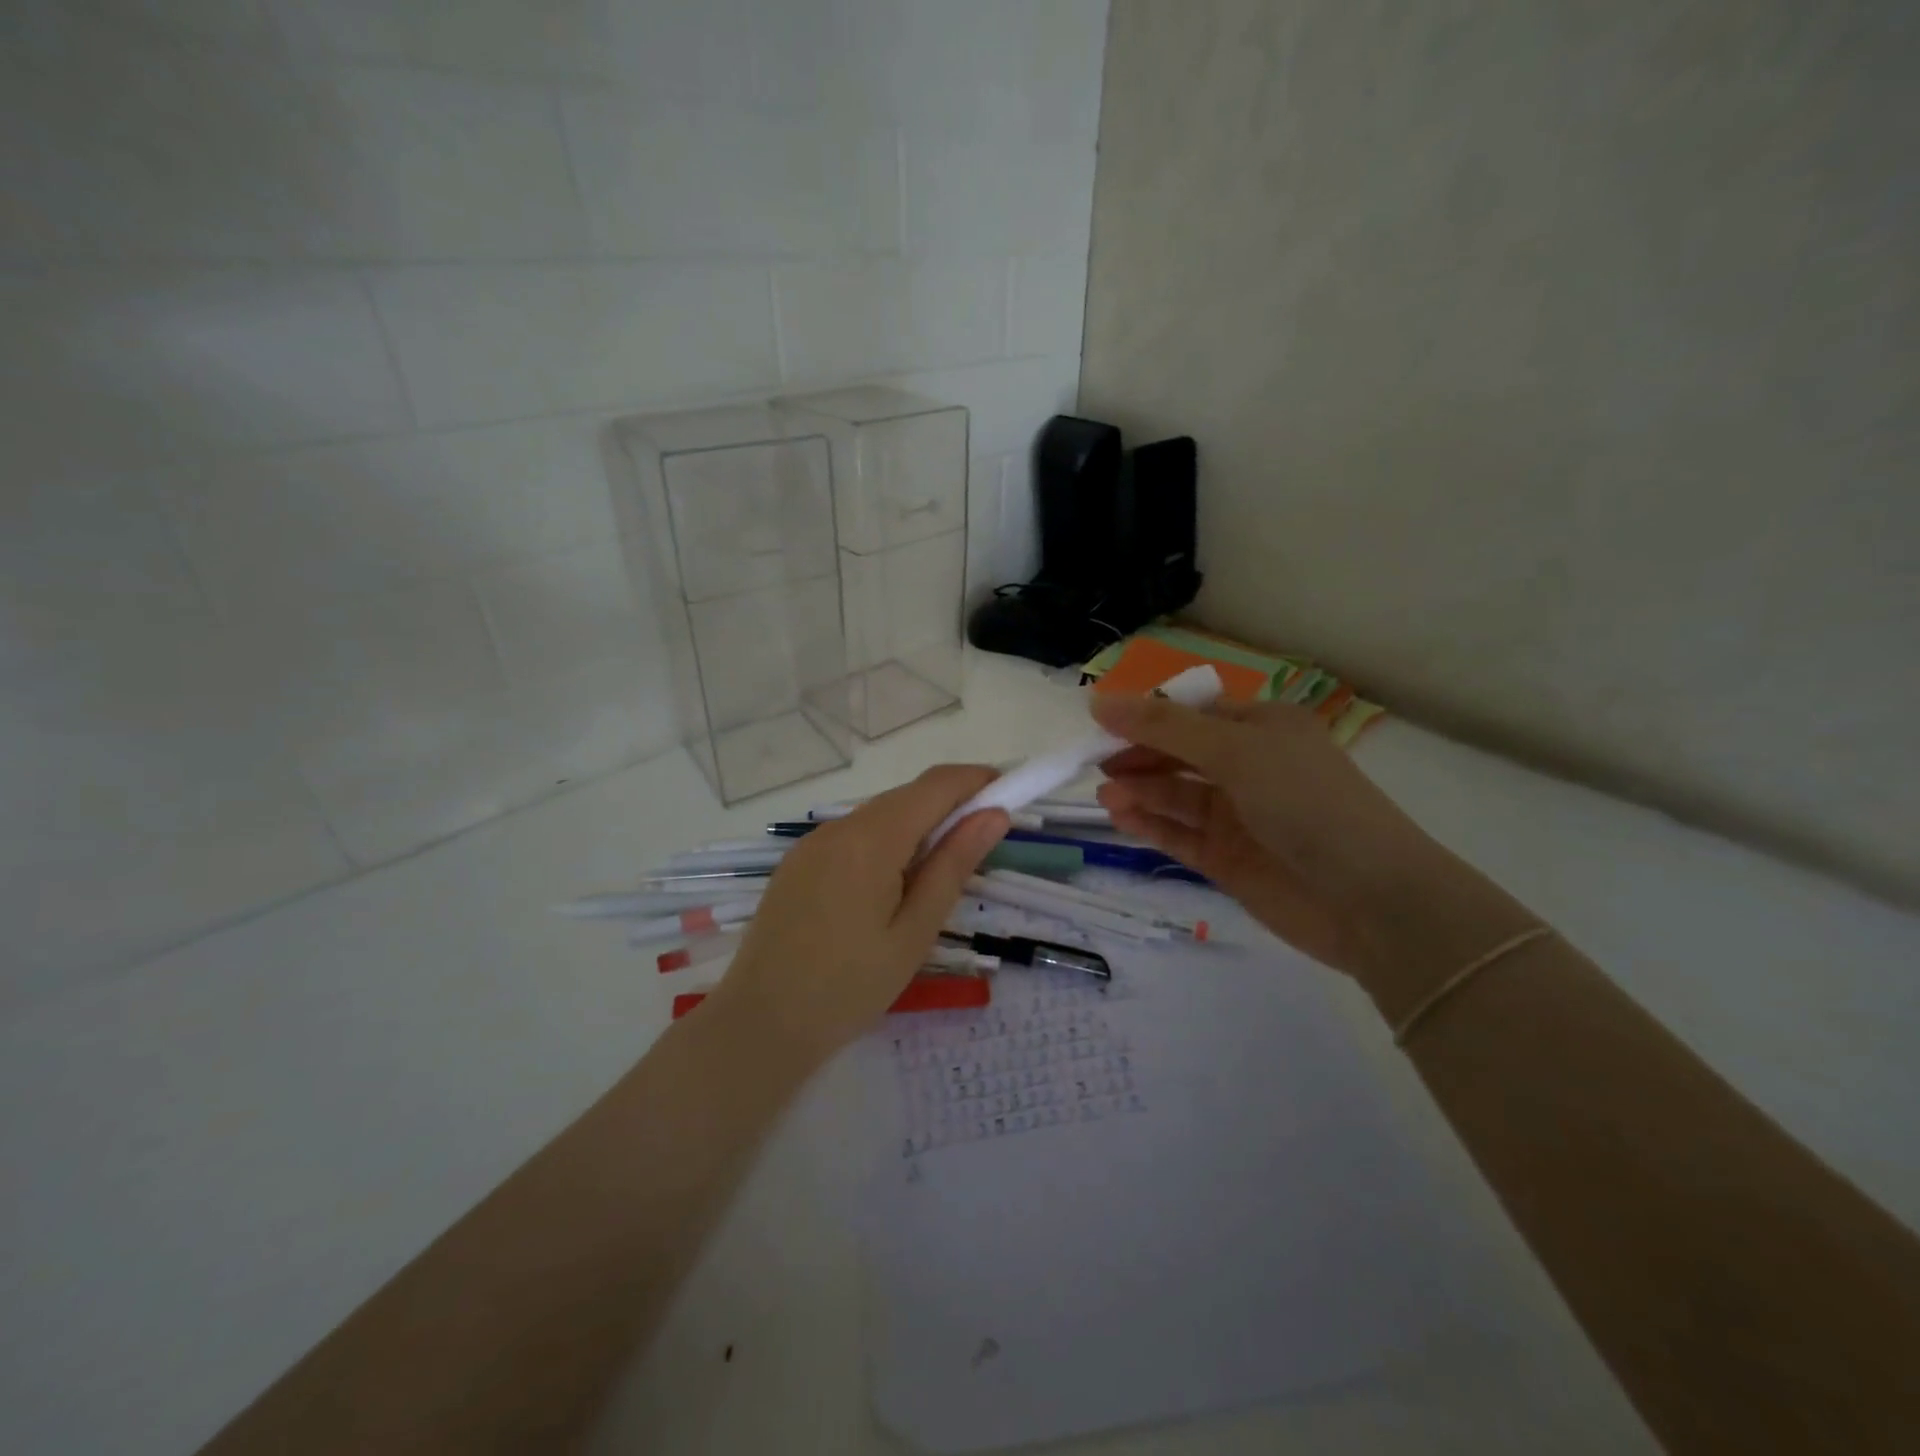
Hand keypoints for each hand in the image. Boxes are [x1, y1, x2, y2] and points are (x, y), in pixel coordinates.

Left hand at [705, 766, 1010, 1064]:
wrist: (760, 1024)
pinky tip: (891, 883)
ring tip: (939, 871)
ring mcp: (812, 843)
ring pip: (879, 814)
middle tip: (982, 843)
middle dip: (950, 805)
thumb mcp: (915, 931)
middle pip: (907, 796)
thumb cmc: (849, 987)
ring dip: (917, 825)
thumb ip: (954, 865)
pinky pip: (853, 835)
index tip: (1010, 795)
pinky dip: (885, 841)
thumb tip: (994, 815)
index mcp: (871, 839)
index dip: (976, 780)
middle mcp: (838, 827)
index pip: (936, 785)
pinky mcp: (798, 862)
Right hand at [1092, 695, 1505, 981]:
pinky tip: (1121, 818)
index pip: (1191, 713)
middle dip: (1138, 756)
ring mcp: (1238, 816)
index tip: (1098, 722)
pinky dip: (1150, 825)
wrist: (1370, 900)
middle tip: (1093, 763)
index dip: (1146, 715)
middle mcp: (1250, 767)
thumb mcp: (1236, 751)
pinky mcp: (1228, 859)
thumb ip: (1164, 728)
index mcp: (1262, 728)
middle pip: (1179, 754)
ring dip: (1140, 792)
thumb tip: (1099, 701)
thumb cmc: (1306, 803)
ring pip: (1175, 796)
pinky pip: (1179, 835)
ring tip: (1105, 796)